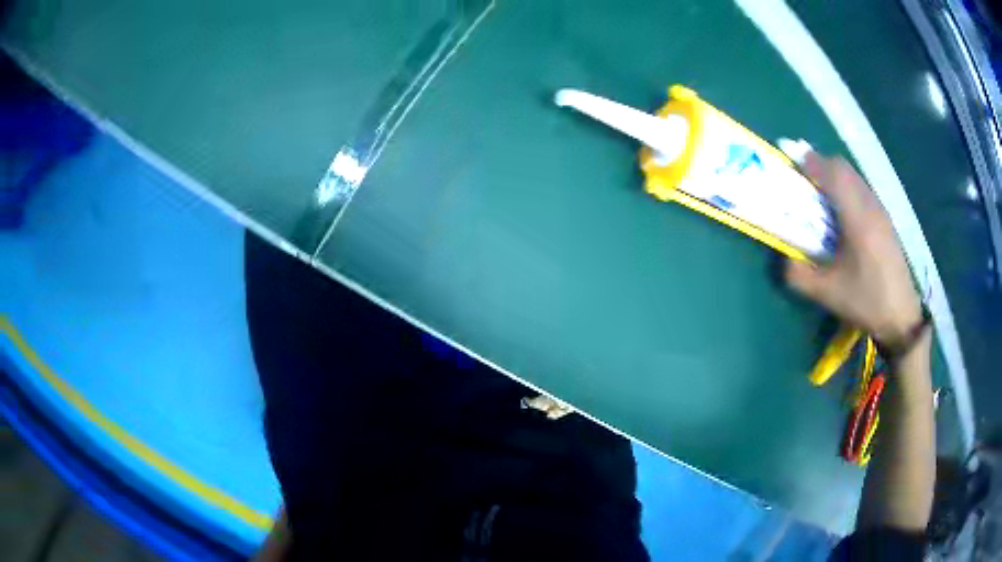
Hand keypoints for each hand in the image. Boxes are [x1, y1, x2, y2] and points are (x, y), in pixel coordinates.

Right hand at [785, 153, 922, 345]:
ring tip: (820, 196)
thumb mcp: (827, 293)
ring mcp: (880, 210)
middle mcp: (870, 205)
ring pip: (854, 176)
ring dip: (834, 176)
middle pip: (843, 167)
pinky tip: (842, 212)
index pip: (832, 172)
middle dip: (820, 166)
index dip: (809, 162)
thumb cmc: (866, 301)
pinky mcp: (885, 219)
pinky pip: (862, 188)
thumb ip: (798, 274)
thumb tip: (782, 257)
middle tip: (803, 181)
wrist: (901, 316)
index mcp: (857, 217)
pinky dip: (846, 188)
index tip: (790, 161)